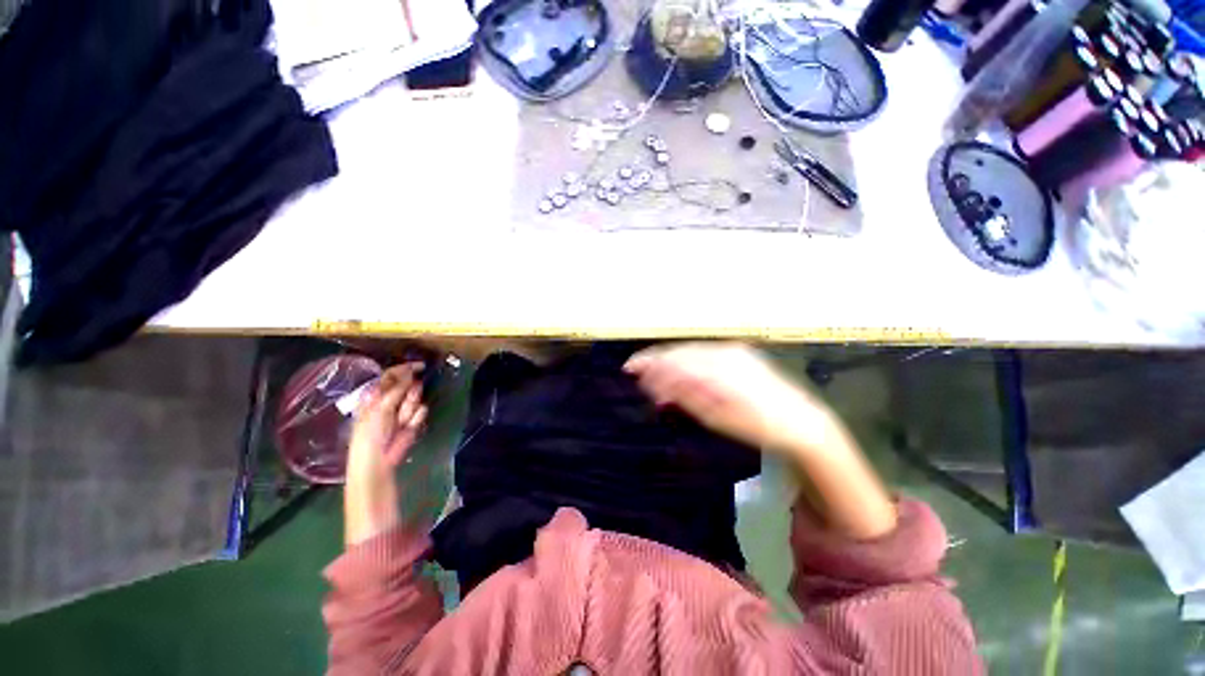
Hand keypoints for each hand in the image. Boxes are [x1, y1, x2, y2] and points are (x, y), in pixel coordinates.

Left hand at [343, 363, 427, 545]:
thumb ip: (394, 392)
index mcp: (372, 401)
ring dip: (411, 409)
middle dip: (409, 395)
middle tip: (405, 405)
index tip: (420, 365)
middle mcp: (384, 407)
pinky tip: (410, 428)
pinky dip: (416, 421)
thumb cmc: (370, 439)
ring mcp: (397, 419)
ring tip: (405, 421)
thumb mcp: (380, 411)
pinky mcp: (408, 431)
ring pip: (412, 404)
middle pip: (404, 391)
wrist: (374, 471)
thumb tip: (409, 374)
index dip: (403, 370)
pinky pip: (417, 419)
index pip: (388, 379)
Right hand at [624, 342, 832, 454]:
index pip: (674, 358)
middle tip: (641, 378)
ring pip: (692, 352)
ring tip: (658, 381)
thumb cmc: (756, 425)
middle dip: (658, 363)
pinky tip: (682, 375)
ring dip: (672, 364)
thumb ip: (684, 393)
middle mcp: (724, 351)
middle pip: (680, 352)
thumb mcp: (716, 415)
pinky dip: (688, 364)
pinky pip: (705, 355)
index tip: (630, 368)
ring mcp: (734, 351)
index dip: (650, 362)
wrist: (800, 424)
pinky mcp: (740, 355)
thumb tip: (655, 379)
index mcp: (717, 365)